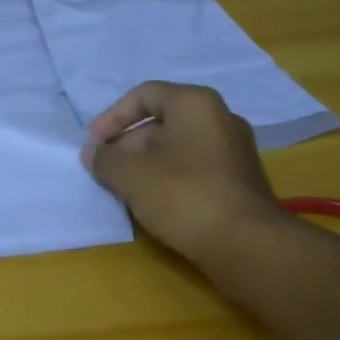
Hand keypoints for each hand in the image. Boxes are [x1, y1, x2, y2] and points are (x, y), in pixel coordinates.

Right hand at [81, 82, 288, 268]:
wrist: (246, 244)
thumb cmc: (183, 195)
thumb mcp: (131, 175)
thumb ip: (105, 160)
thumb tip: (93, 153)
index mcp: (195, 104)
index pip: (144, 95)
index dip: (112, 117)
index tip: (93, 144)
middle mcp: (219, 118)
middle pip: (161, 121)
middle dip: (127, 144)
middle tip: (106, 170)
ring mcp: (233, 150)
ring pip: (177, 147)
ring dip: (145, 164)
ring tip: (124, 190)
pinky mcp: (238, 179)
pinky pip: (193, 167)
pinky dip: (168, 178)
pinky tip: (153, 203)